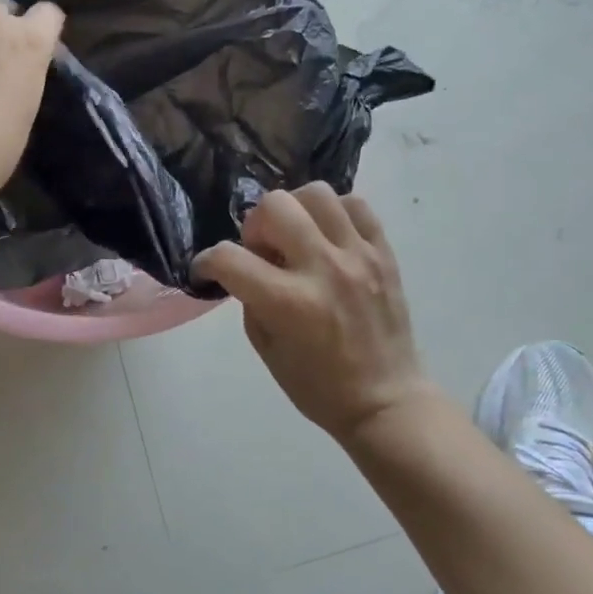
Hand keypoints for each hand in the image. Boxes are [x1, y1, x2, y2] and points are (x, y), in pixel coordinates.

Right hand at [194, 185, 429, 441]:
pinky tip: (327, 236)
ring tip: (296, 236)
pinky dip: (333, 212)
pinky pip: (356, 205)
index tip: (208, 269)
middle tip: (262, 250)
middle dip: (254, 225)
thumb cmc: (317, 385)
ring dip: (294, 210)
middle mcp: (323, 269)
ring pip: (316, 193)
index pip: (229, 257)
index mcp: (288, 302)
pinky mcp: (384, 253)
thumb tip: (246, 264)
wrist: (385, 400)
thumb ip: (250, 298)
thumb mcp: (265, 347)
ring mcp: (358, 256)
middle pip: (274, 206)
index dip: (207, 261)